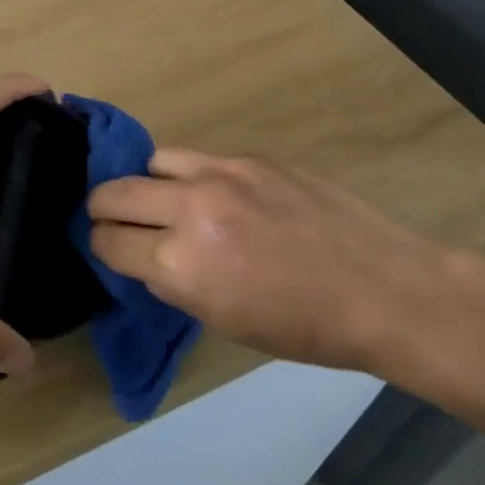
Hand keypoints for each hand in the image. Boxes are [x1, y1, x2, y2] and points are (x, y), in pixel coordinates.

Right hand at [87, 150, 444, 370]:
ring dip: (146, 183)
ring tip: (164, 200)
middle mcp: (189, 210)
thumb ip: (172, 281)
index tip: (108, 249)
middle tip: (114, 220)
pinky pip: (198, 159)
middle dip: (103, 209)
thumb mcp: (222, 321)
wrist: (382, 289)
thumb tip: (145, 255)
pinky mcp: (248, 157)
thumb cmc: (304, 327)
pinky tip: (217, 197)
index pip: (107, 242)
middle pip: (112, 192)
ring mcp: (220, 174)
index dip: (102, 247)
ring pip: (150, 162)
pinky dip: (192, 177)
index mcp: (181, 265)